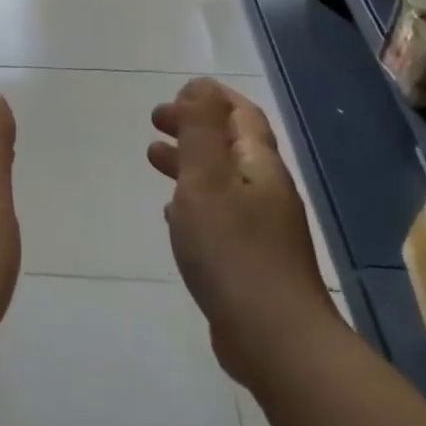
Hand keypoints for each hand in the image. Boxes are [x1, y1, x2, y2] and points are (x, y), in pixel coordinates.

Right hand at [149, 79, 334, 385]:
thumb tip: (199, 88)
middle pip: (230, 145)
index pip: (241, 115)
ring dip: (189, 162)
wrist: (273, 337)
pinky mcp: (249, 260)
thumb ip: (201, 133)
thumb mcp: (207, 181)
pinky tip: (171, 212)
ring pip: (221, 180)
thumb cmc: (233, 251)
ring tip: (152, 157)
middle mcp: (266, 191)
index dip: (212, 98)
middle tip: (155, 121)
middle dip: (195, 127)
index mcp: (260, 167)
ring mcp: (261, 228)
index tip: (176, 91)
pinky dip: (193, 201)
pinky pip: (218, 215)